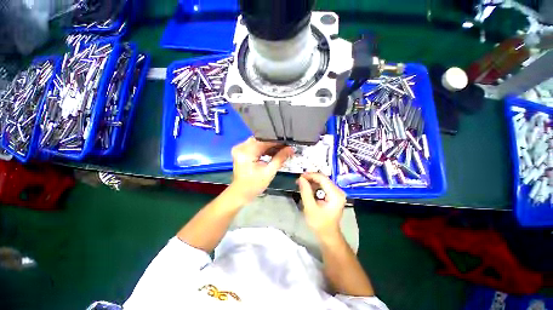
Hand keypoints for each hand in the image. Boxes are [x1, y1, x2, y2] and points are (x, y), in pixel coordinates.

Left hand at [230, 137, 293, 202]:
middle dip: (274, 145)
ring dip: (269, 147)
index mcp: (246, 152)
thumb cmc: (254, 184)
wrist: (242, 192)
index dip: (278, 143)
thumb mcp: (269, 171)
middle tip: (285, 149)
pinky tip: (272, 153)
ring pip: (259, 142)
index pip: (265, 142)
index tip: (288, 145)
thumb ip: (280, 158)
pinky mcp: (241, 152)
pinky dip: (263, 149)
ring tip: (280, 151)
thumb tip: (290, 149)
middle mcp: (241, 147)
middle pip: (262, 140)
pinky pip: (255, 146)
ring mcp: (240, 149)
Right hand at [297, 173, 346, 237]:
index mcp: (335, 195)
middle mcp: (338, 191)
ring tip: (302, 185)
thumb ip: (305, 192)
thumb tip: (301, 179)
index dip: (310, 175)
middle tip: (299, 181)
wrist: (328, 235)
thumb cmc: (320, 224)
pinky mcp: (334, 195)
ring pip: (323, 181)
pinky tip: (308, 189)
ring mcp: (337, 193)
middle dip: (310, 178)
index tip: (300, 177)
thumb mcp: (310, 208)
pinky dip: (315, 186)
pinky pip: (324, 186)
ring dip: (312, 181)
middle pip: (323, 178)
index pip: (322, 178)